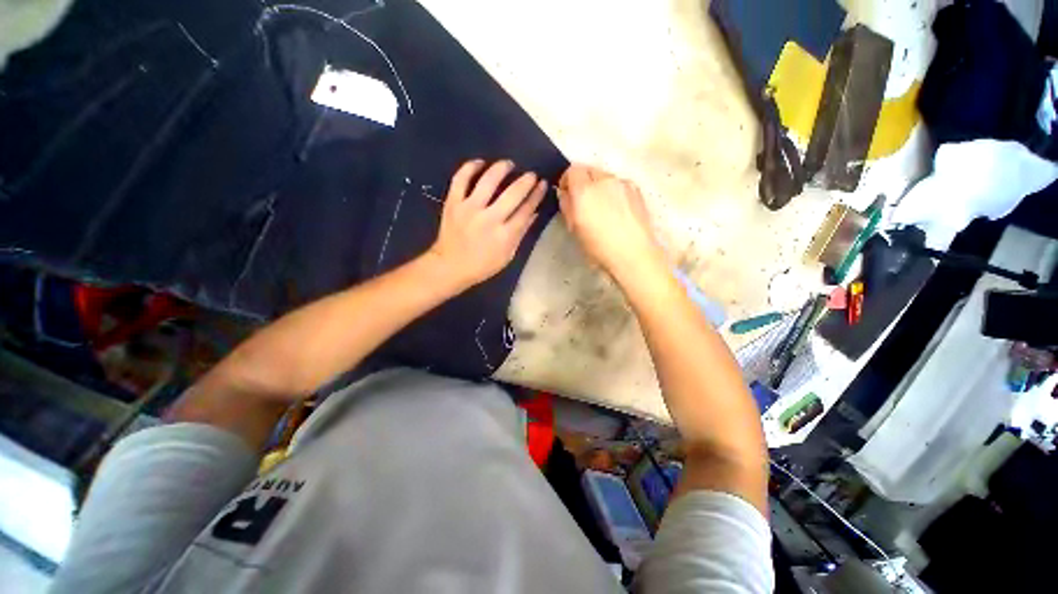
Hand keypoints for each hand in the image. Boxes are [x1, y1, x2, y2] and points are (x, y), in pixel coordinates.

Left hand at [428, 159, 547, 288]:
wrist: (449, 267)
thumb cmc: (482, 265)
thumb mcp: (507, 255)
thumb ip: (521, 233)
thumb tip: (534, 213)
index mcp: (504, 235)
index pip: (526, 210)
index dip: (536, 195)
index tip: (542, 184)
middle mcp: (489, 219)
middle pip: (513, 194)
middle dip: (526, 181)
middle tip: (531, 174)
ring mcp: (469, 209)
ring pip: (488, 181)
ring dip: (501, 168)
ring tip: (509, 164)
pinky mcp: (453, 203)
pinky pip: (461, 179)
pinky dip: (470, 167)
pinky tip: (480, 163)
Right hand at [558, 164, 664, 279]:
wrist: (633, 254)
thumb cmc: (598, 246)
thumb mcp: (574, 229)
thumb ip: (567, 206)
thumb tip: (565, 194)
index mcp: (584, 190)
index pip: (572, 170)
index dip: (567, 180)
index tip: (567, 194)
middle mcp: (604, 180)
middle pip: (589, 170)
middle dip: (583, 181)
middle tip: (583, 201)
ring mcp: (622, 183)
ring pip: (605, 177)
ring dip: (599, 186)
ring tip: (602, 207)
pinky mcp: (636, 189)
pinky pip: (619, 184)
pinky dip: (614, 191)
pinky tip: (618, 210)